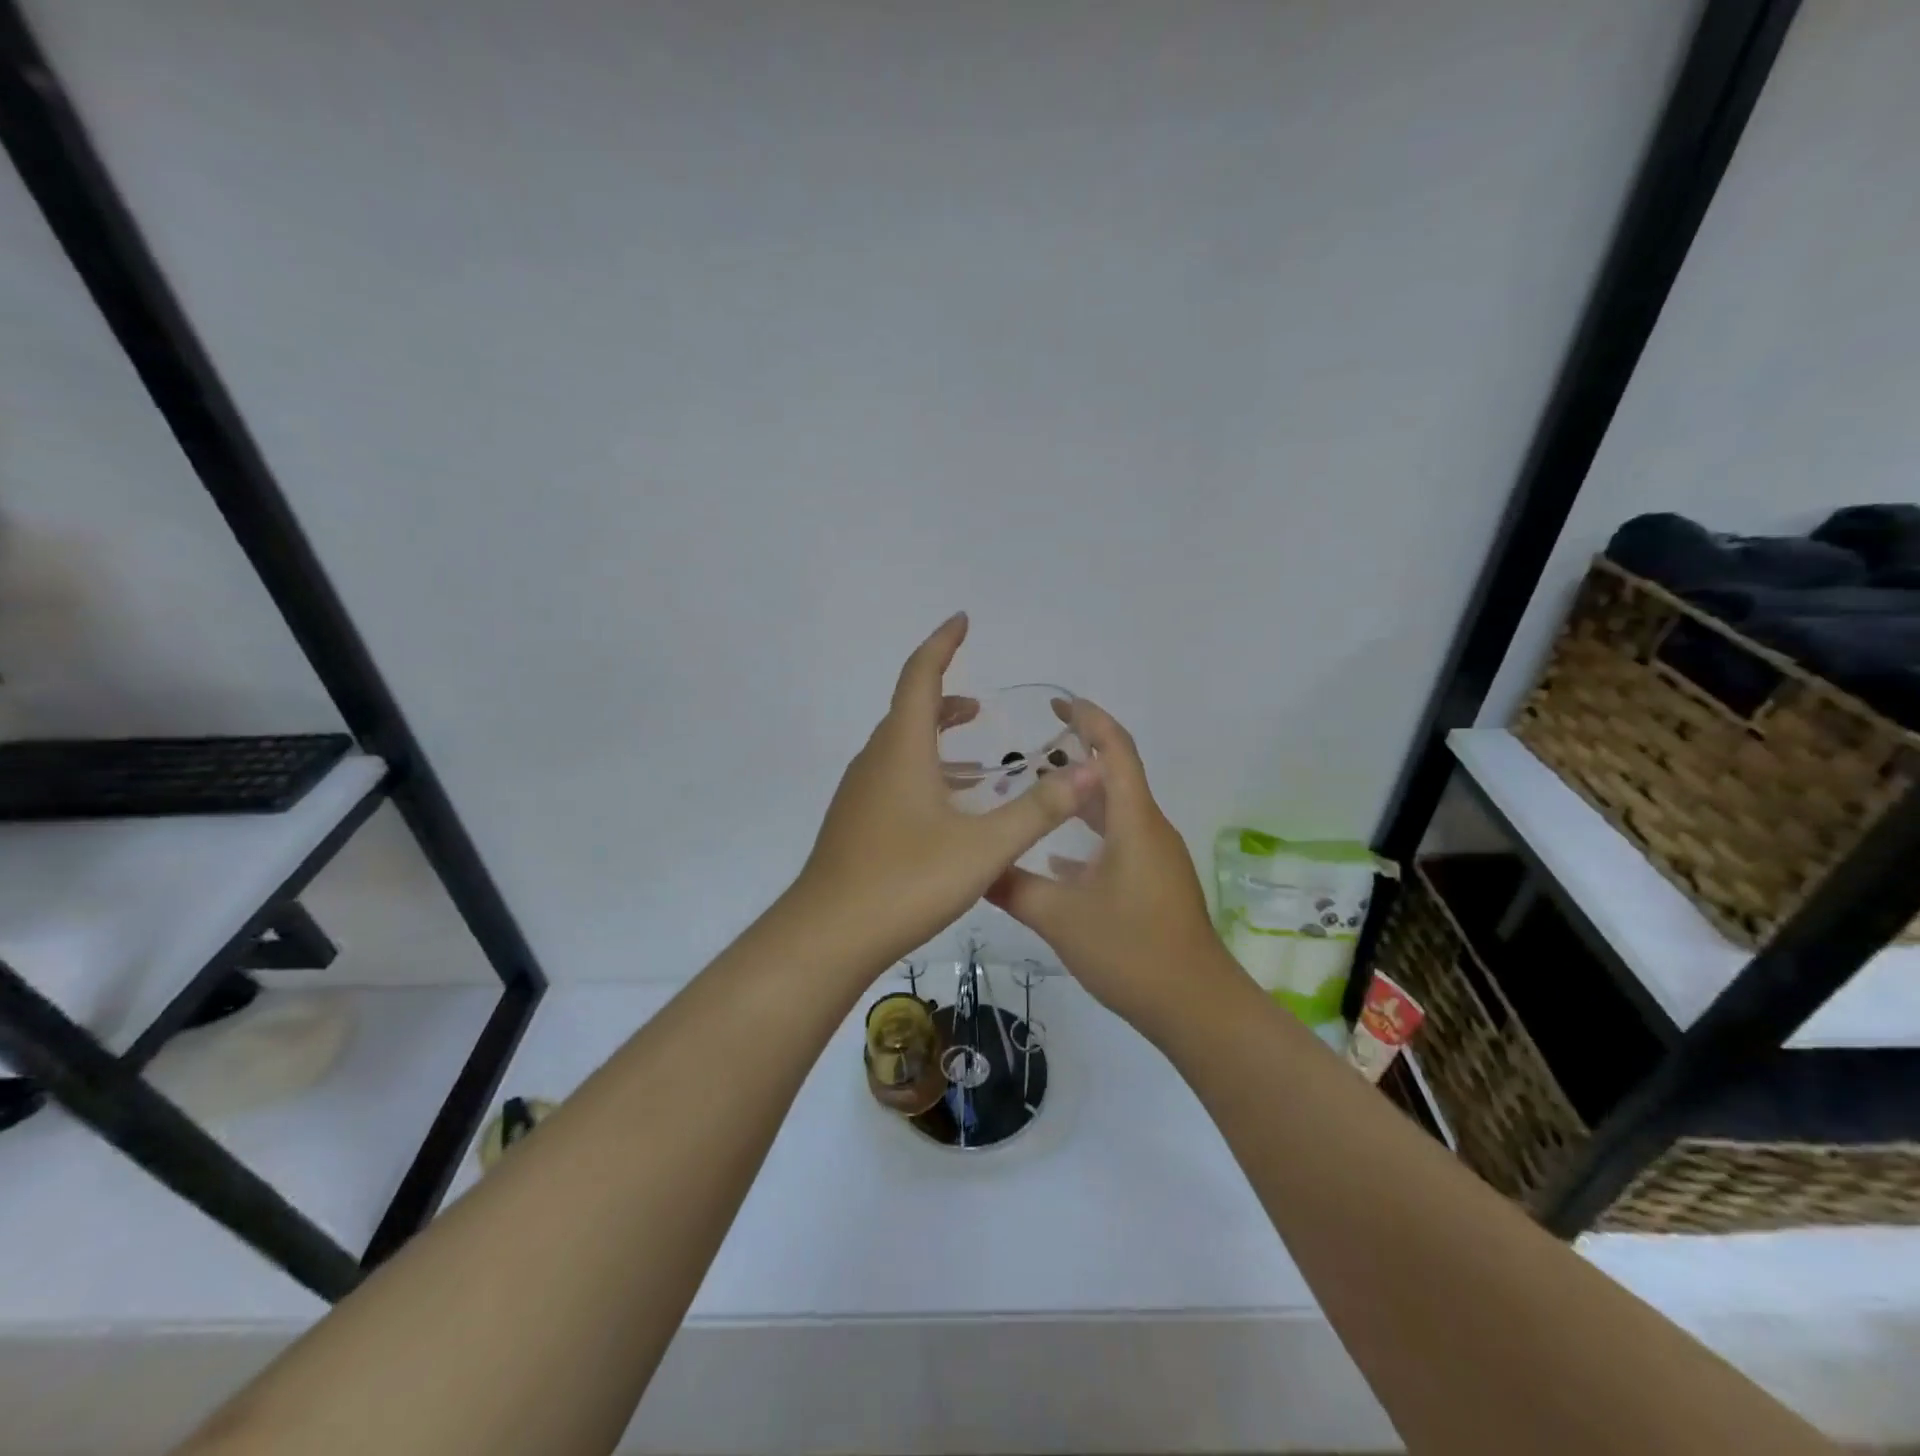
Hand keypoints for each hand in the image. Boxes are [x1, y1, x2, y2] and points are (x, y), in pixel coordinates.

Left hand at [793, 613, 1100, 971]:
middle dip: (944, 698)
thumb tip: (1089, 769)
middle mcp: (875, 762)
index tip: (961, 620)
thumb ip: (1038, 809)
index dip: (942, 645)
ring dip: (933, 738)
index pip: (920, 677)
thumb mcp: (984, 847)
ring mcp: (859, 794)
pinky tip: (946, 808)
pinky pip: (892, 778)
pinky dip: (922, 772)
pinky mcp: (855, 823)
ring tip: (973, 755)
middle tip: (979, 704)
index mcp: (901, 750)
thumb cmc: (906, 881)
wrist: (828, 936)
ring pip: (899, 748)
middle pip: (908, 712)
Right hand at [985, 699, 1232, 1032]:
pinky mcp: (1154, 883)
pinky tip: (1055, 859)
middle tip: (1031, 747)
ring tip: (1037, 793)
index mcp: (1134, 821)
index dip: (1089, 720)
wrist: (1195, 1006)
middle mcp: (1149, 830)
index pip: (1115, 750)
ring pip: (1116, 812)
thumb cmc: (1131, 950)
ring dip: (1081, 798)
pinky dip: (1089, 837)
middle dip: (1078, 754)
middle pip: (1115, 776)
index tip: (1058, 703)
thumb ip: (1013, 887)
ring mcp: (1155, 858)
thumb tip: (973, 867)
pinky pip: (1119, 843)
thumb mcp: (1059, 918)